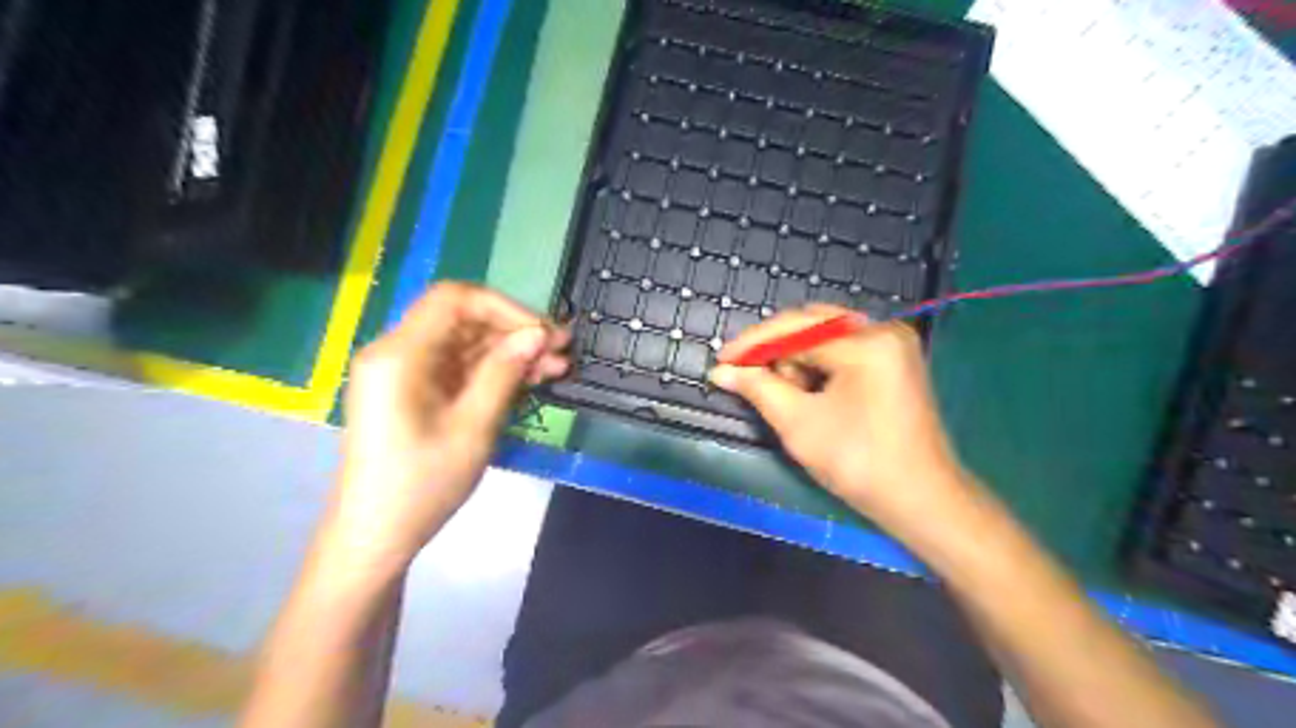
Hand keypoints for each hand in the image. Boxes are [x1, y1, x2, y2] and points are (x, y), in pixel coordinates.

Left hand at [331, 285, 568, 568]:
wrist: (377, 536)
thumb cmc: (422, 485)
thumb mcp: (473, 427)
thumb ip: (505, 372)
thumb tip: (539, 334)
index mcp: (399, 354)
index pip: (454, 299)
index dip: (504, 307)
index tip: (543, 332)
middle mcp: (397, 352)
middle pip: (462, 320)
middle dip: (514, 331)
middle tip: (562, 349)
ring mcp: (405, 373)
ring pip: (465, 344)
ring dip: (510, 351)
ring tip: (557, 367)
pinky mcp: (414, 391)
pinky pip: (459, 367)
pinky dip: (494, 371)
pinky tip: (530, 380)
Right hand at [708, 303, 971, 531]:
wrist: (921, 500)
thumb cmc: (859, 463)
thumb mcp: (799, 424)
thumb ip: (758, 388)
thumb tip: (722, 372)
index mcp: (866, 343)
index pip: (796, 328)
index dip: (753, 344)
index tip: (721, 361)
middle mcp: (883, 331)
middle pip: (811, 324)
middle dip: (776, 351)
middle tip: (748, 377)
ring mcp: (892, 345)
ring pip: (826, 337)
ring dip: (797, 360)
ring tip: (786, 396)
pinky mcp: (893, 361)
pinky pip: (844, 350)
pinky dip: (819, 367)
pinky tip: (807, 393)